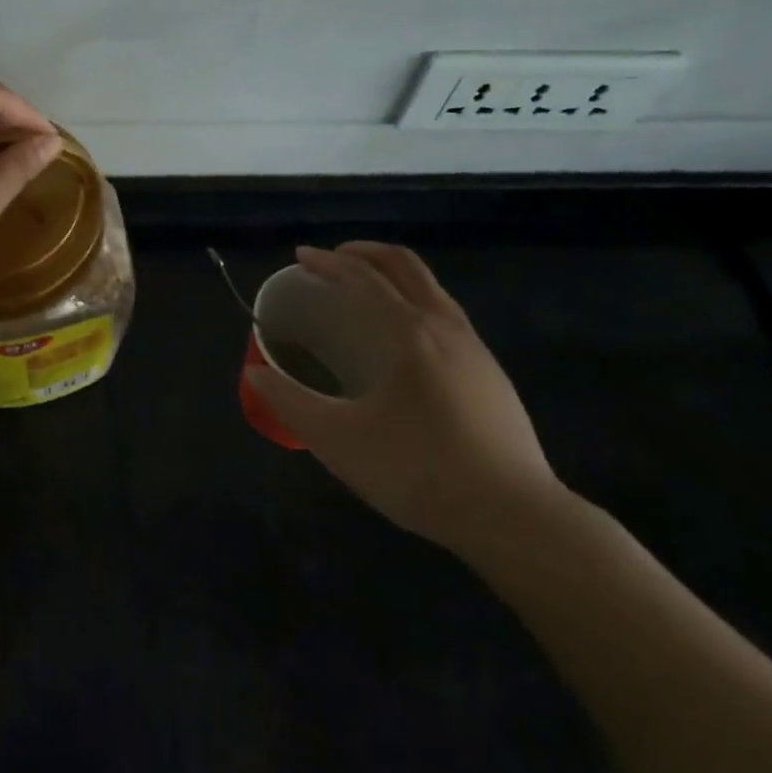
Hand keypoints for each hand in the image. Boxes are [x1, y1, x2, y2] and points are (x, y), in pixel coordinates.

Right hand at [247, 243, 565, 557]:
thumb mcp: (339, 441)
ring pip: (431, 289)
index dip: (327, 261)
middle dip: (364, 254)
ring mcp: (476, 350)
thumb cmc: (420, 471)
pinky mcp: (492, 376)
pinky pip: (446, 316)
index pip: (363, 277)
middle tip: (332, 262)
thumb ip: (290, 404)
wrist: (517, 519)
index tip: (300, 257)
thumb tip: (254, 376)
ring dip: (393, 278)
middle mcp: (446, 327)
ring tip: (362, 297)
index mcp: (410, 332)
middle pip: (405, 266)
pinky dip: (414, 304)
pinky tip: (402, 345)